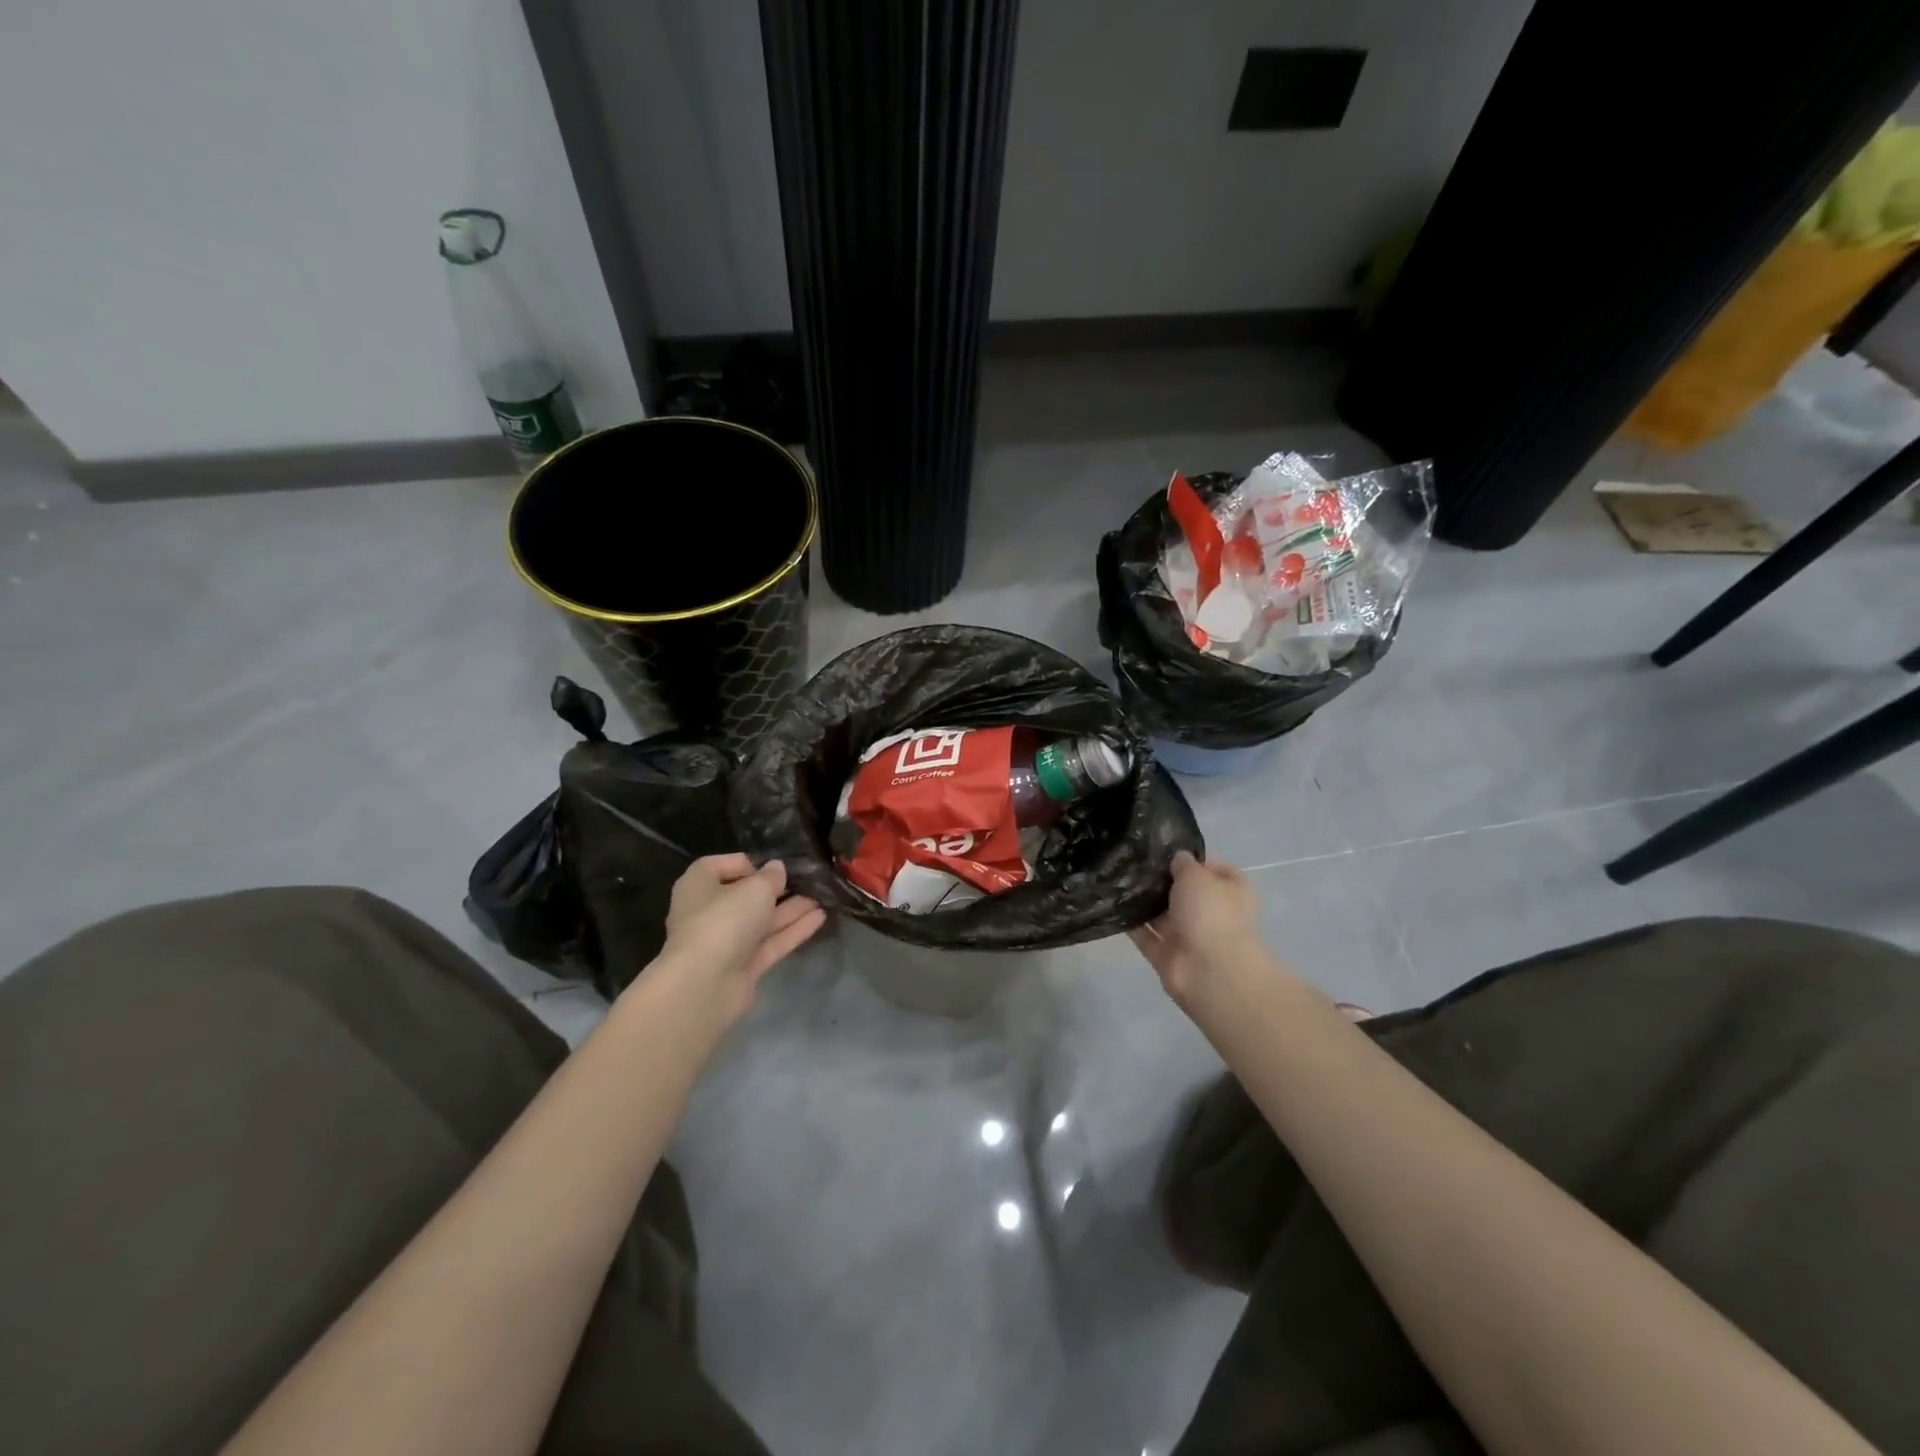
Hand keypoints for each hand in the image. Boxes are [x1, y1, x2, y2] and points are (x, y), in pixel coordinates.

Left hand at [653, 855, 825, 1026]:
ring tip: (822, 897)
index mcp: (698, 886)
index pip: (717, 866)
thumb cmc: (724, 920)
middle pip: (745, 895)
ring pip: (762, 921)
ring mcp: (726, 942)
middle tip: (807, 880)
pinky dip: (793, 930)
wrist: (704, 985)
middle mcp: (709, 912)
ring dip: (791, 909)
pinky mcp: (743, 966)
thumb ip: (771, 877)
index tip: (772, 865)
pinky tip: (820, 918)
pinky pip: (771, 942)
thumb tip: (776, 869)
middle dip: (776, 889)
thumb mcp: (755, 888)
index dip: (746, 863)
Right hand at [1129, 851, 1265, 1010]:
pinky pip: (1146, 936)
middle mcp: (1212, 914)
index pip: (1214, 869)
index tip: (1166, 850)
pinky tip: (1112, 904)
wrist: (1210, 971)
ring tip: (1117, 877)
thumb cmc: (1211, 913)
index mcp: (1231, 892)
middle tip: (1134, 860)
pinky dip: (1132, 924)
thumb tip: (1178, 859)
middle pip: (1185, 893)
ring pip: (1163, 915)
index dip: (1193, 860)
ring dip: (1144, 901)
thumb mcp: (1197, 876)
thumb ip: (1184, 865)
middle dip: (1163, 880)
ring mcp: (1189, 937)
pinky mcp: (1167, 956)